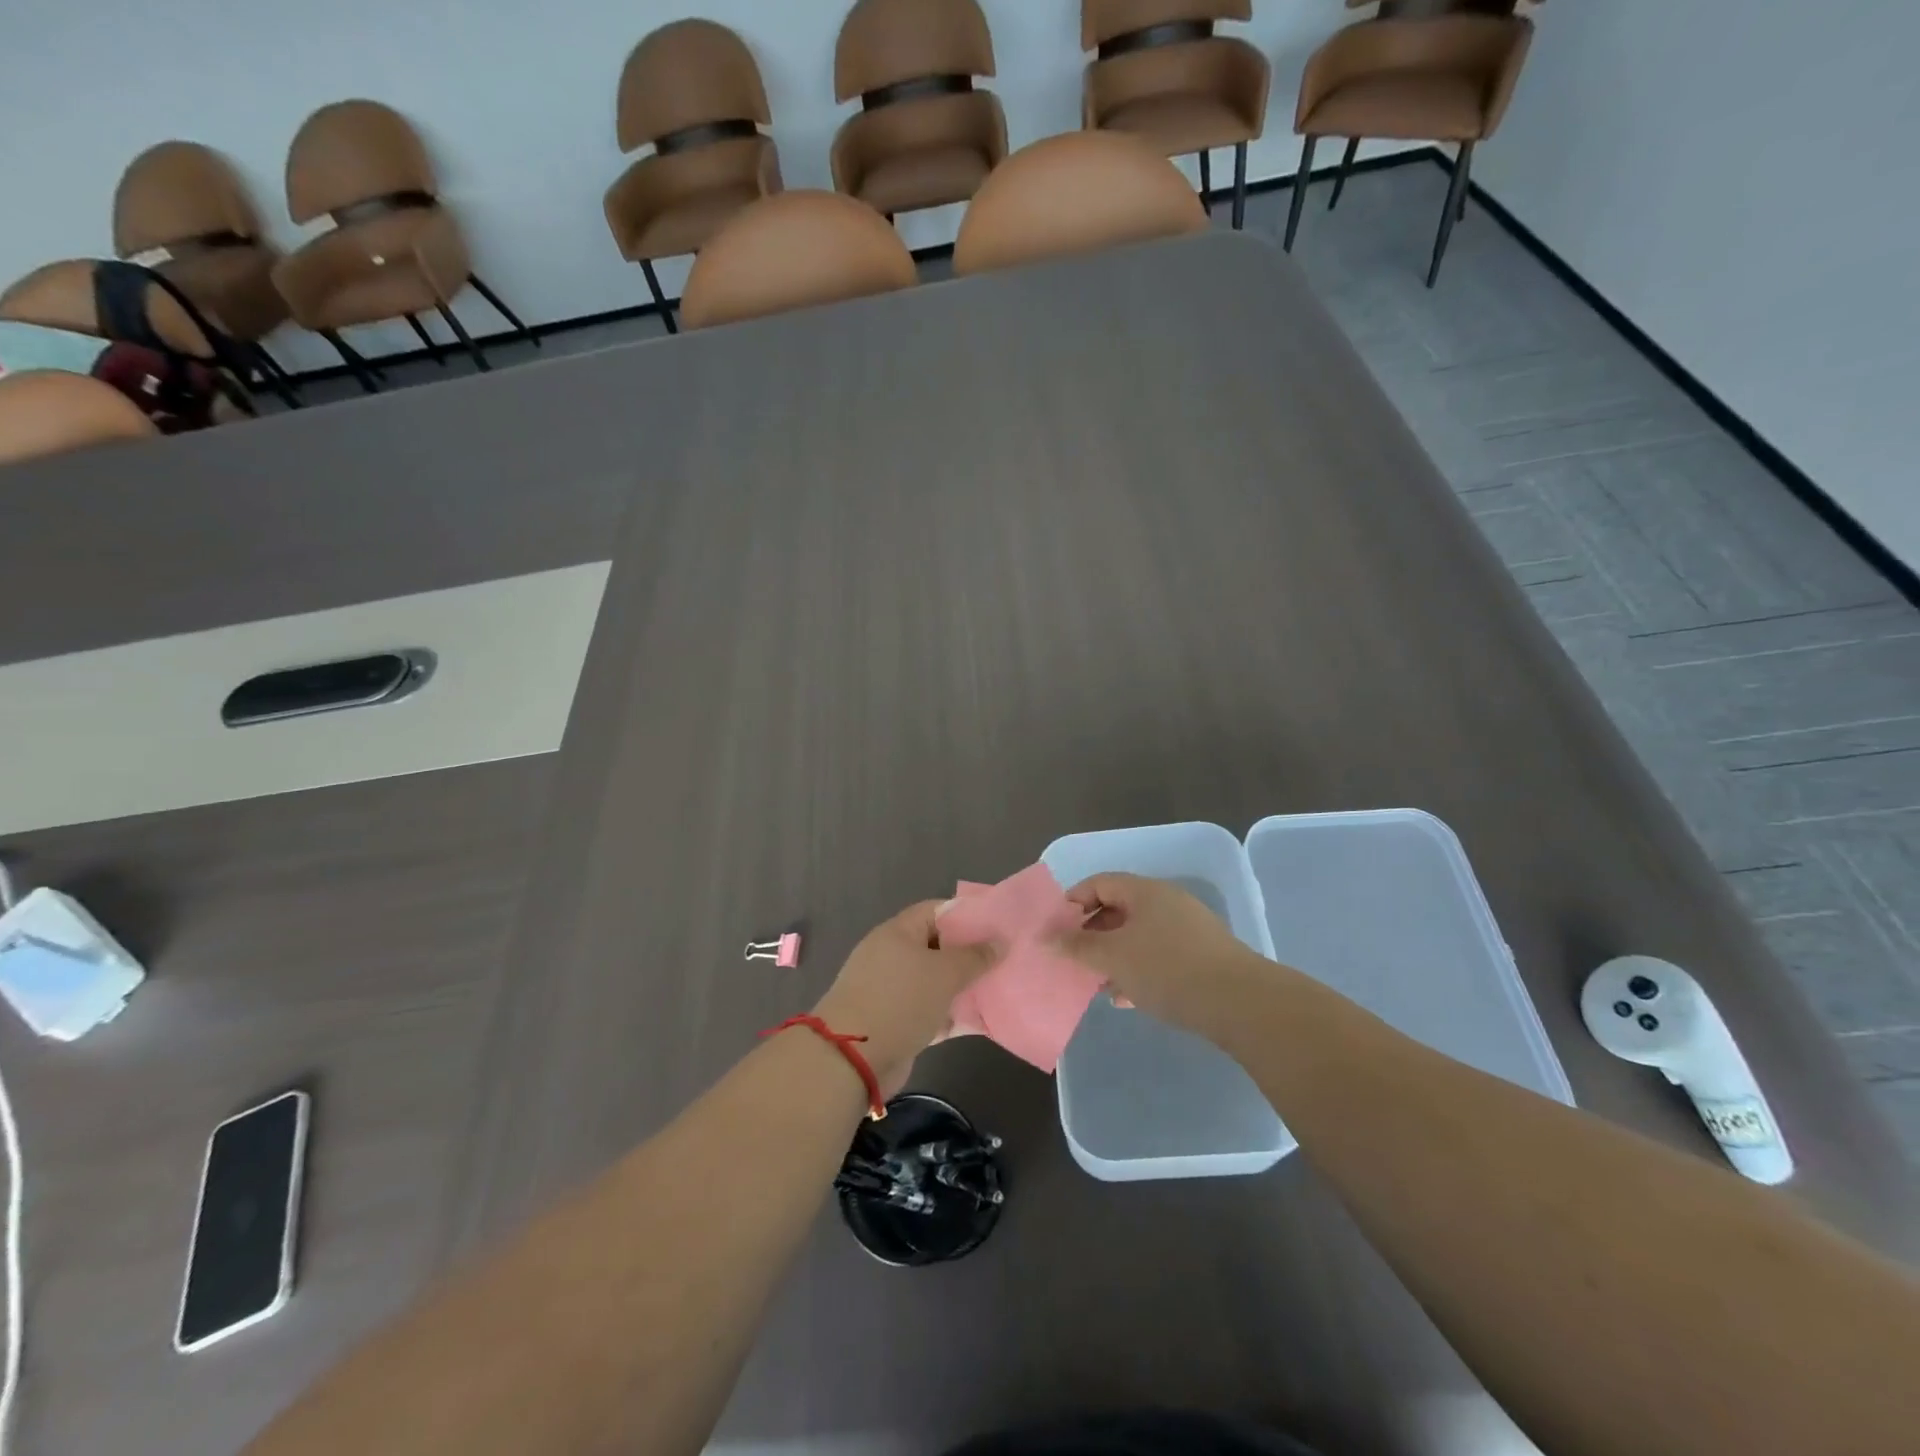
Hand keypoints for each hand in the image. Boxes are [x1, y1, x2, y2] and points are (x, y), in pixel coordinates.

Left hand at [811, 901, 1000, 1097]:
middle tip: (1004, 960)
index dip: (968, 914)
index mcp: (898, 932)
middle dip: (969, 954)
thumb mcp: (944, 973)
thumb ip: (975, 956)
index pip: (937, 910)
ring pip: (934, 981)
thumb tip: (1000, 941)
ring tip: (998, 989)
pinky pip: (928, 1009)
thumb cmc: (900, 1001)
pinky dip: (949, 1014)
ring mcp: (890, 989)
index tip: (998, 925)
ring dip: (962, 987)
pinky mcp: (893, 1020)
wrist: (852, 1058)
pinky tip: (979, 1020)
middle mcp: (892, 955)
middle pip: (937, 946)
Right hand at [1053, 873, 1265, 1034]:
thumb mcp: (1113, 957)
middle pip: (1118, 909)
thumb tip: (1046, 937)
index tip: (1055, 930)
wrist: (1239, 1002)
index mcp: (1145, 891)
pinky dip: (1137, 970)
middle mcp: (1166, 902)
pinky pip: (1158, 955)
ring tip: (1098, 984)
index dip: (1072, 902)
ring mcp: (1187, 929)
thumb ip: (1077, 946)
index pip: (1099, 883)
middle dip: (1091, 935)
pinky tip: (1128, 998)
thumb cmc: (1167, 969)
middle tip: (1074, 960)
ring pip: (1137, 936)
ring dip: (1113, 956)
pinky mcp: (1200, 956)